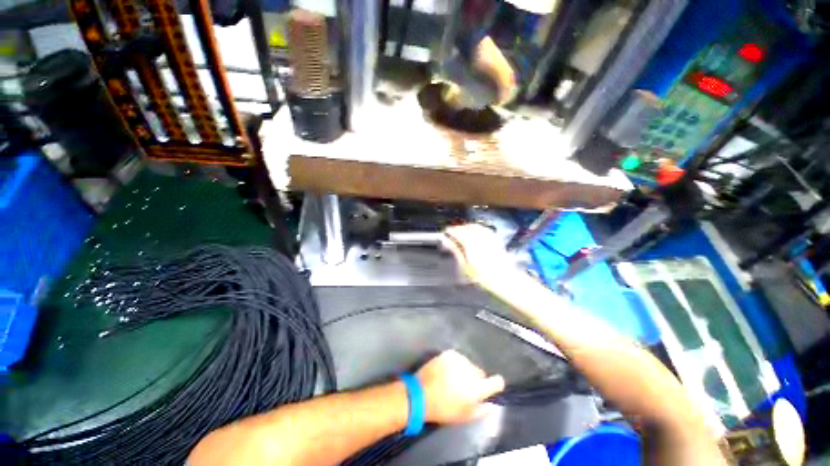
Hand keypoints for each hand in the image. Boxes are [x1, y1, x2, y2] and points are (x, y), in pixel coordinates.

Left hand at [416, 350, 504, 423]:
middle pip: (481, 373)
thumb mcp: (465, 416)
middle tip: (465, 388)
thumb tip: (493, 405)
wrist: (420, 393)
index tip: (493, 387)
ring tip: (454, 379)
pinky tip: (447, 371)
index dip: (496, 384)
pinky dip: (455, 364)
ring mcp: (459, 359)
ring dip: (465, 371)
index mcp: (477, 388)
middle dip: (476, 379)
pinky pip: (458, 358)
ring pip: (469, 364)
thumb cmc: (444, 409)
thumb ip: (482, 410)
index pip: (497, 382)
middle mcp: (471, 370)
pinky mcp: (449, 353)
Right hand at [442, 224, 517, 290]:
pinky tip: (477, 232)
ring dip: (467, 226)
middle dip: (458, 228)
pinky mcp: (496, 239)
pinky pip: (485, 229)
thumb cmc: (482, 275)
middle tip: (453, 232)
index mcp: (469, 243)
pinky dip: (478, 228)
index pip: (457, 231)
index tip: (446, 232)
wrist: (503, 278)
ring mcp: (488, 237)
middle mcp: (479, 237)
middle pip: (466, 227)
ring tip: (463, 231)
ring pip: (476, 226)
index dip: (450, 230)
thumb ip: (455, 250)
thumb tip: (446, 241)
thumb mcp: (464, 264)